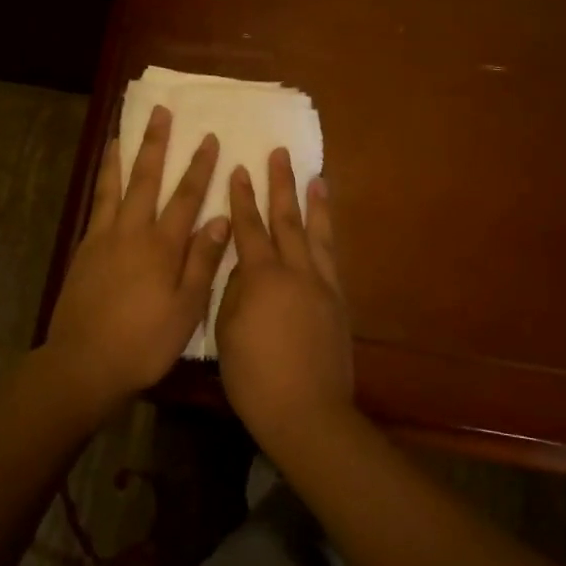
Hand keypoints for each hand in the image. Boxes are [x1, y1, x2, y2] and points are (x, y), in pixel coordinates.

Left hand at [43, 105, 229, 407]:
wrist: (84, 363)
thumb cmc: (144, 342)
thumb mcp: (186, 309)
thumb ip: (202, 261)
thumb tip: (219, 218)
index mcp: (161, 246)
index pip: (186, 197)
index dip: (199, 167)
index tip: (208, 138)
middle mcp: (131, 233)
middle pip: (146, 179)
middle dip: (155, 144)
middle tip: (160, 112)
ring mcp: (102, 239)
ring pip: (112, 187)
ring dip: (120, 157)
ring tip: (121, 131)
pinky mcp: (83, 251)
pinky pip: (94, 206)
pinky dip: (100, 185)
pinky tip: (103, 180)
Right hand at [216, 148, 352, 448]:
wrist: (307, 411)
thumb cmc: (254, 376)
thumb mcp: (227, 330)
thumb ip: (234, 291)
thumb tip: (243, 269)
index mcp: (262, 277)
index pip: (249, 228)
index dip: (243, 198)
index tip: (240, 169)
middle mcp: (296, 272)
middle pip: (287, 220)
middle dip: (281, 185)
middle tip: (280, 154)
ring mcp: (322, 286)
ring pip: (318, 235)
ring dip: (314, 204)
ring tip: (316, 177)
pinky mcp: (338, 303)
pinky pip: (331, 259)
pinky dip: (328, 238)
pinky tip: (326, 230)